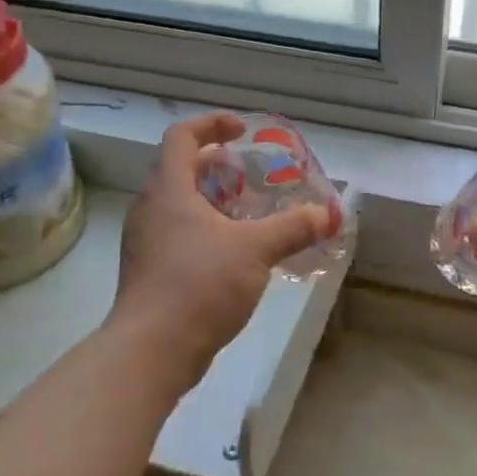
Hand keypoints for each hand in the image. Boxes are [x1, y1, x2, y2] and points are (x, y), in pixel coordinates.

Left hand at [111, 113, 331, 398]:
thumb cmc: (199, 284)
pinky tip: (237, 254)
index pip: (181, 136)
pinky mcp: (152, 273)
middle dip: (219, 166)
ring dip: (215, 201)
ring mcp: (147, 243)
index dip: (212, 124)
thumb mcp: (256, 250)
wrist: (152, 351)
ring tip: (251, 214)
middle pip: (180, 170)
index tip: (243, 130)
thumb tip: (328, 213)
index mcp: (168, 190)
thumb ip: (293, 228)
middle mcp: (151, 210)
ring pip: (181, 206)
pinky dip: (208, 231)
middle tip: (252, 175)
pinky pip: (181, 236)